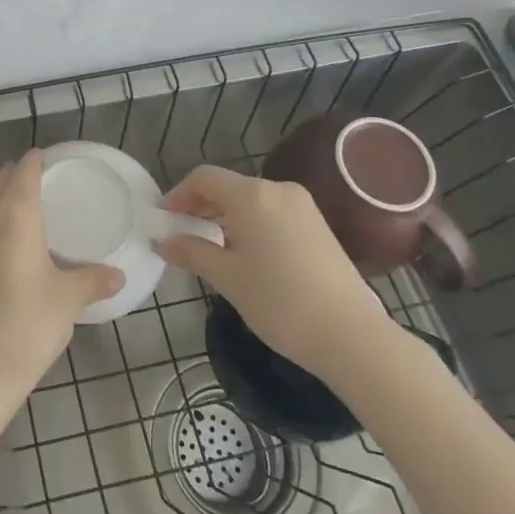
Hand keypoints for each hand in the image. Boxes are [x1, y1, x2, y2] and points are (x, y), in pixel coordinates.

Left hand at [0, 151, 123, 398]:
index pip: (25, 171)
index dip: (37, 160)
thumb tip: (118, 275)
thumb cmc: (28, 321)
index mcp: (15, 214)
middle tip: (48, 182)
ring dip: (5, 198)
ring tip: (32, 208)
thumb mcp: (68, 298)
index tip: (53, 157)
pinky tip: (13, 242)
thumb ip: (93, 280)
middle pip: (2, 181)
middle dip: (21, 175)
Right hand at [157, 165, 395, 383]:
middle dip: (200, 205)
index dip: (178, 194)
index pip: (204, 178)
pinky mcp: (318, 225)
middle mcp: (278, 189)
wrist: (351, 335)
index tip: (163, 218)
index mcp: (251, 195)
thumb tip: (164, 241)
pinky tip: (242, 251)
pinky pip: (272, 212)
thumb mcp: (227, 278)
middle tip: (179, 232)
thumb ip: (192, 252)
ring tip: (207, 244)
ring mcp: (302, 206)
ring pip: (251, 200)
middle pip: (228, 186)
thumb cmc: (279, 302)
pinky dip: (249, 223)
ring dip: (224, 215)